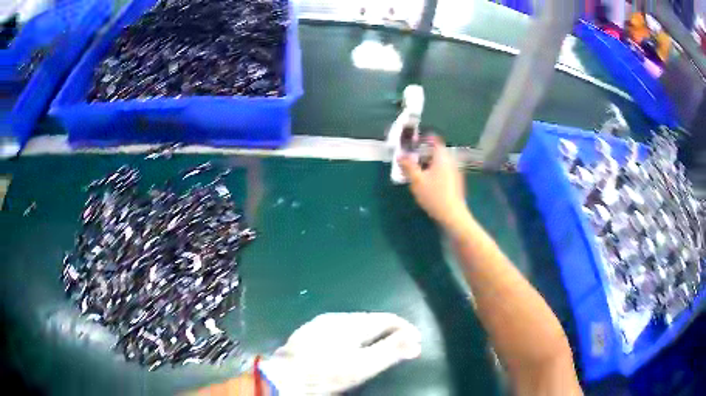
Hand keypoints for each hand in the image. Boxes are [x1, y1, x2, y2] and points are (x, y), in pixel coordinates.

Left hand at [259, 313, 420, 394]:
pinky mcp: (309, 333)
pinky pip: (340, 330)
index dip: (405, 328)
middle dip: (389, 331)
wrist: (282, 377)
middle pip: (371, 320)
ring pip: (354, 324)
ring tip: (382, 346)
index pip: (386, 319)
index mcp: (351, 322)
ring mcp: (320, 324)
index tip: (417, 341)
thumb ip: (390, 351)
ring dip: (372, 333)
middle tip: (402, 345)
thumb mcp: (362, 366)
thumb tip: (415, 340)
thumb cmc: (325, 373)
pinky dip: (354, 337)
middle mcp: (336, 317)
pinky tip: (352, 347)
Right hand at [398, 136, 469, 230]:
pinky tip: (429, 182)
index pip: (435, 140)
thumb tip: (400, 156)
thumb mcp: (417, 181)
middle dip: (425, 152)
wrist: (453, 214)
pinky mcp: (456, 182)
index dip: (425, 138)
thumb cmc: (434, 195)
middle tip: (413, 157)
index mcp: (442, 157)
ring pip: (441, 162)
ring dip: (430, 163)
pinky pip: (444, 171)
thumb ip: (408, 166)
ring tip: (418, 170)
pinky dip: (436, 171)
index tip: (415, 142)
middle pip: (438, 151)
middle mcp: (451, 161)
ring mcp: (455, 172)